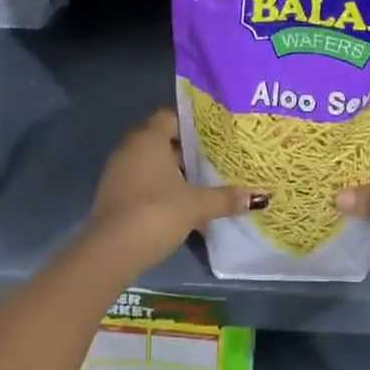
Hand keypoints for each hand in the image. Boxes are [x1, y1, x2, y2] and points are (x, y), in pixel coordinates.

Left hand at [84, 110, 260, 278]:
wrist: (109, 252)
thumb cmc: (155, 214)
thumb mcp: (195, 206)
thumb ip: (226, 198)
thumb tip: (260, 196)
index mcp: (149, 138)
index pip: (171, 116)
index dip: (193, 124)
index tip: (215, 136)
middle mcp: (130, 147)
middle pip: (162, 139)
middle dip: (187, 150)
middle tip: (214, 160)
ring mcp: (118, 171)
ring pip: (151, 161)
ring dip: (172, 171)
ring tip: (201, 183)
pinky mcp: (112, 193)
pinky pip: (141, 179)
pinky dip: (158, 186)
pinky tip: (179, 203)